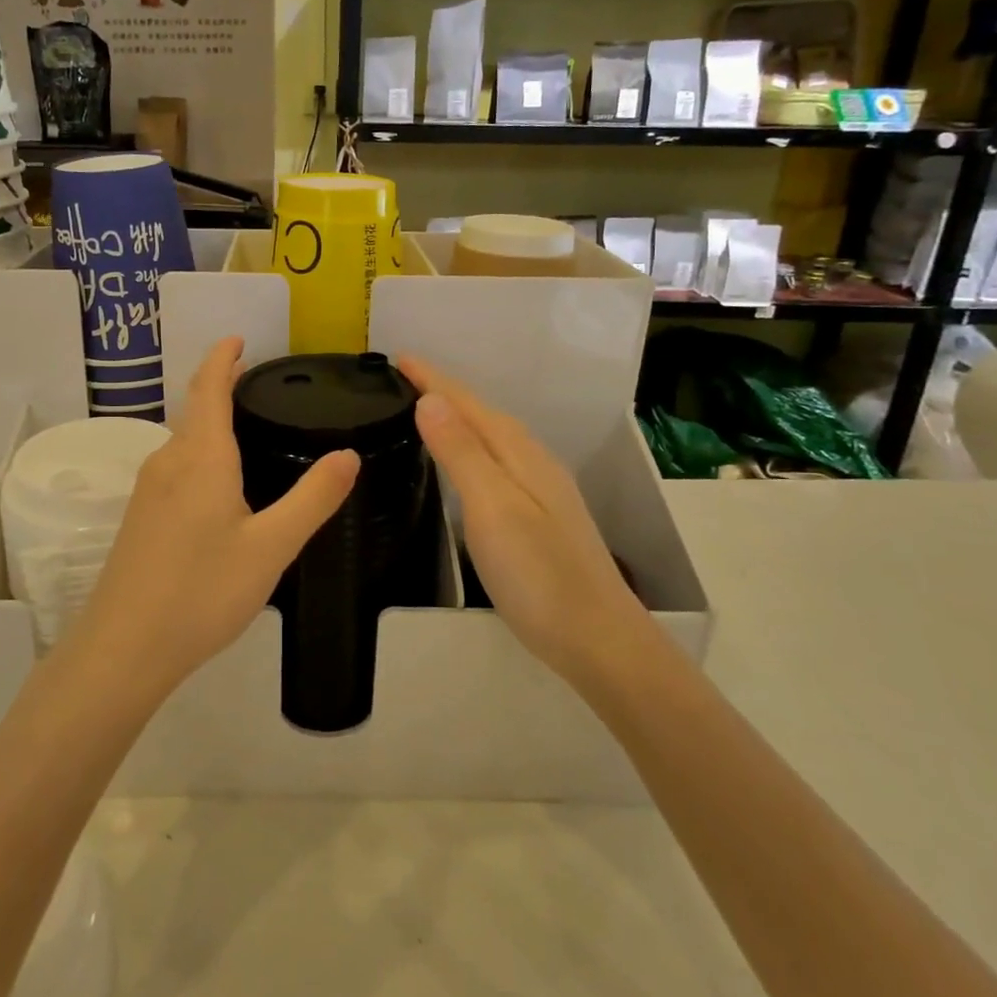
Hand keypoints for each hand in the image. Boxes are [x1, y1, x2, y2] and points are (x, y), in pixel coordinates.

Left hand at [74, 337, 360, 700]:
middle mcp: (168, 462)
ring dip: (210, 425)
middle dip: (221, 390)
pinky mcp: (139, 518)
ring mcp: (147, 491)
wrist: (124, 648)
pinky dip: (200, 456)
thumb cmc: (201, 591)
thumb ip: (312, 498)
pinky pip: (175, 469)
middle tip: (259, 388)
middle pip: (194, 412)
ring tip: (247, 433)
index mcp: (200, 458)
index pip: (208, 388)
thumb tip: (348, 454)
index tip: (238, 338)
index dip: (222, 358)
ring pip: (183, 443)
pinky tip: (219, 487)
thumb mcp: (271, 547)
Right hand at [398, 355, 643, 681]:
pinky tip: (465, 465)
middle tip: (403, 379)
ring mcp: (541, 489)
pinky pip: (497, 461)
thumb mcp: (492, 507)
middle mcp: (533, 461)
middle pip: (482, 414)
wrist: (598, 639)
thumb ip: (461, 452)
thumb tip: (430, 399)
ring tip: (425, 410)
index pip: (467, 403)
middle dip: (443, 392)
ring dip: (458, 419)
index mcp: (518, 453)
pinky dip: (472, 448)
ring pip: (492, 437)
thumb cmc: (538, 574)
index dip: (432, 379)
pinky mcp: (540, 515)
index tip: (398, 357)